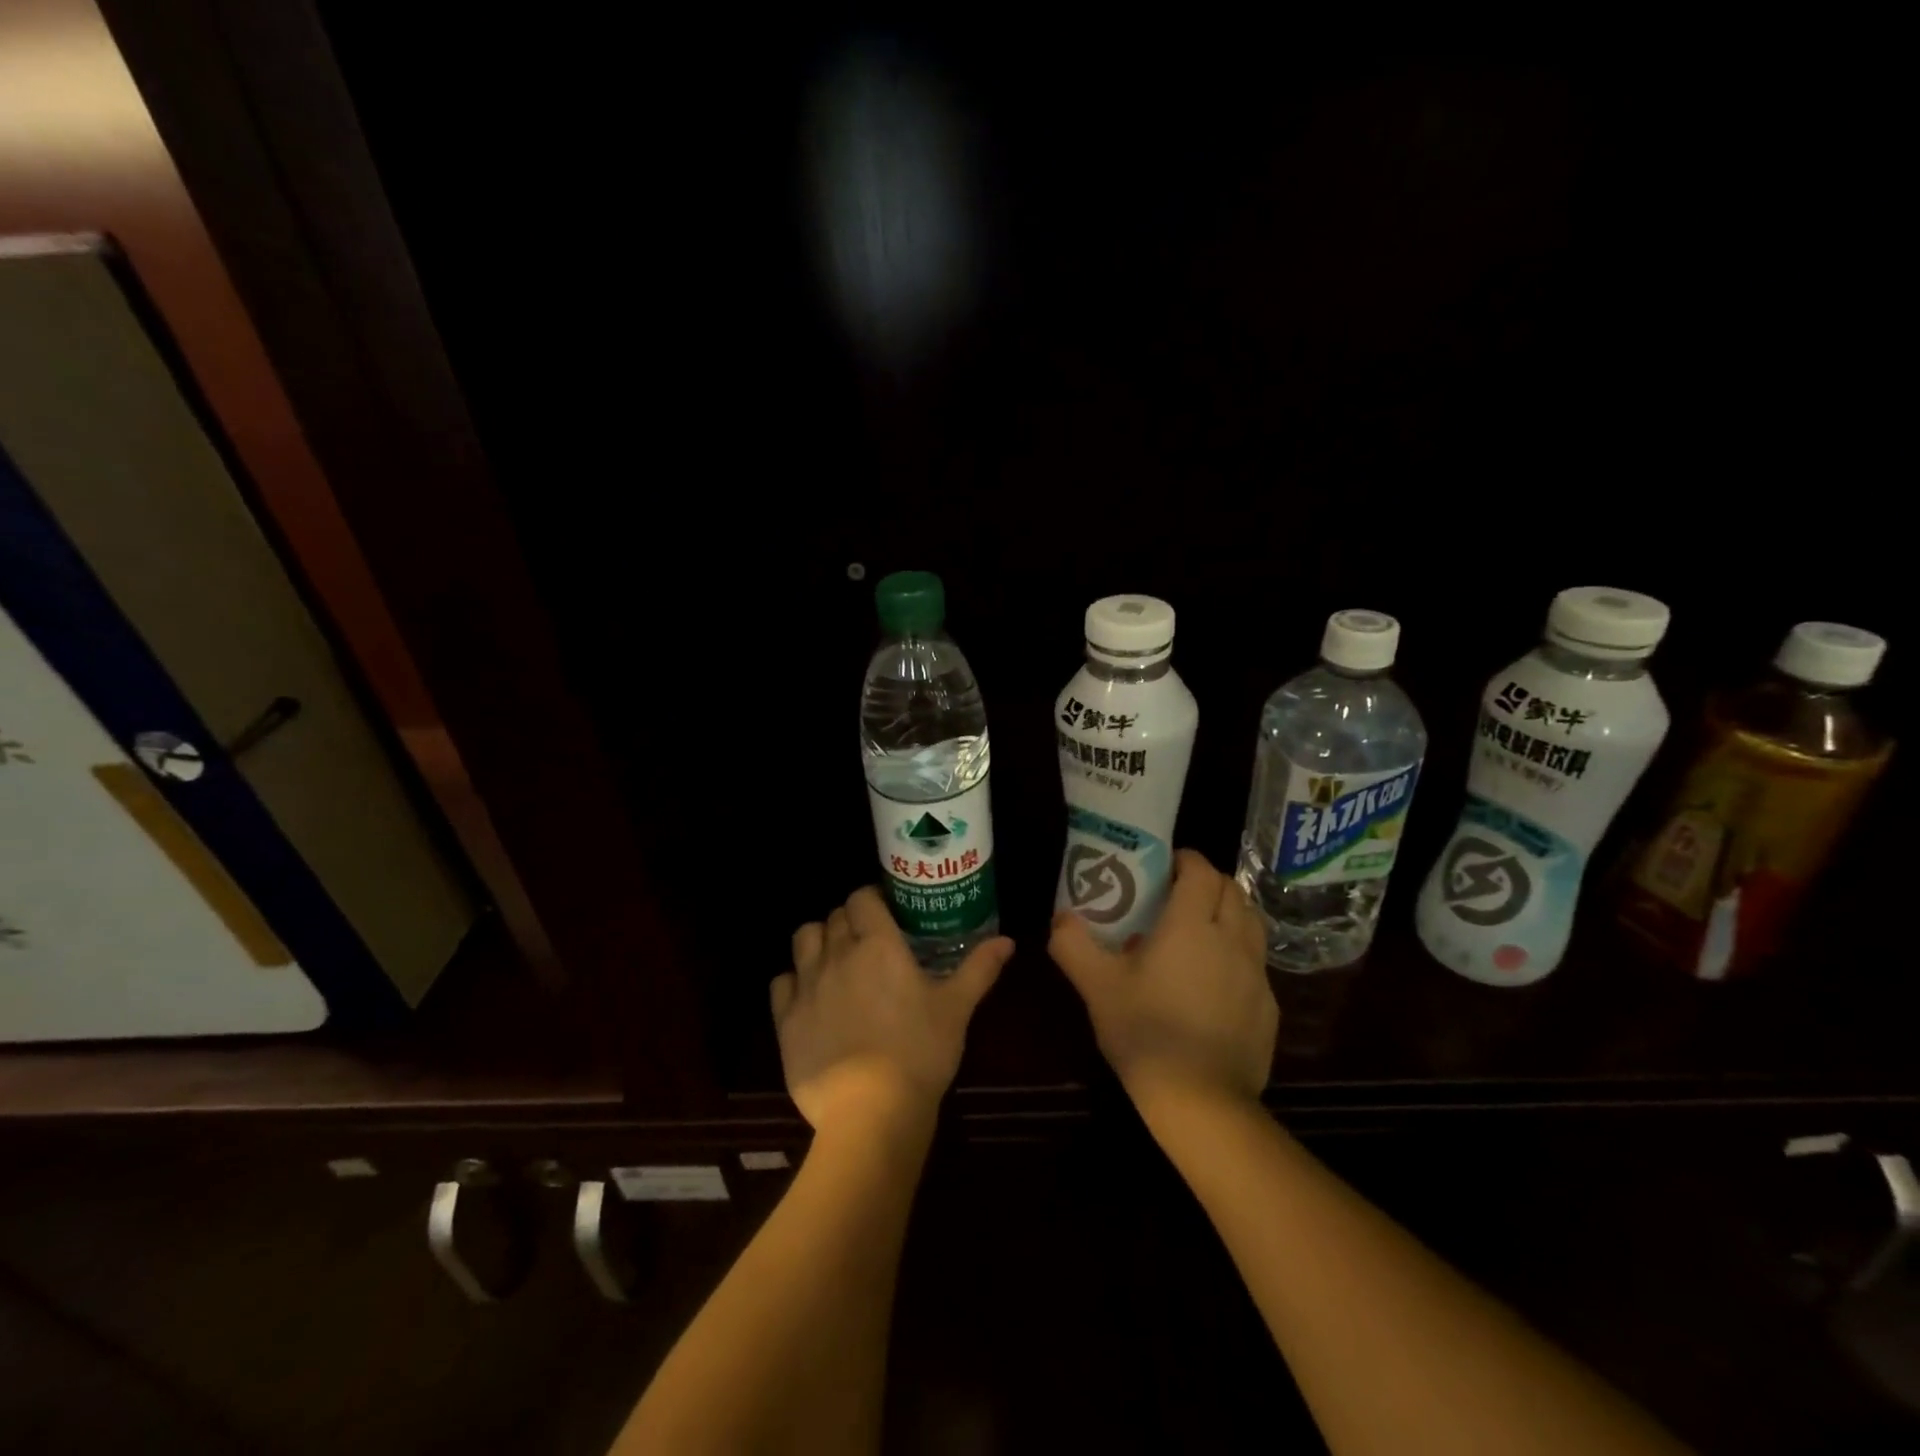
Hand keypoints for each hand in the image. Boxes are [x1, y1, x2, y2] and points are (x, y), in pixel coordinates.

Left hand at [773, 887, 1013, 1134]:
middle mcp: (838, 954)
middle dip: (849, 921)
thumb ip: (979, 968)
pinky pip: (781, 982)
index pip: (862, 898)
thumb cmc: (919, 1052)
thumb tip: (1007, 941)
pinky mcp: (785, 1019)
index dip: (871, 900)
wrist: (870, 1111)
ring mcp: (807, 985)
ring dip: (818, 941)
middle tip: (867, 942)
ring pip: (803, 939)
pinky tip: (811, 998)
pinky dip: (794, 981)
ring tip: (835, 962)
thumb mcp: (957, 1008)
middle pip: (834, 916)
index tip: (885, 915)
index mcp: (878, 944)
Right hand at [1049, 849, 1277, 1111]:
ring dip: (1228, 913)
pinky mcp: (1268, 1006)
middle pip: (1233, 890)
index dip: (1186, 860)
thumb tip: (1060, 918)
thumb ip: (1073, 944)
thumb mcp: (1096, 986)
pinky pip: (1256, 963)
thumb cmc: (1145, 1031)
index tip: (1165, 865)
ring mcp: (1257, 974)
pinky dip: (1238, 954)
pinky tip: (1213, 982)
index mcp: (1192, 925)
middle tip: (1177, 895)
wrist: (1200, 1101)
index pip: (1201, 871)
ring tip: (1199, 931)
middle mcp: (1232, 939)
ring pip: (1251, 923)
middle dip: (1208, 882)